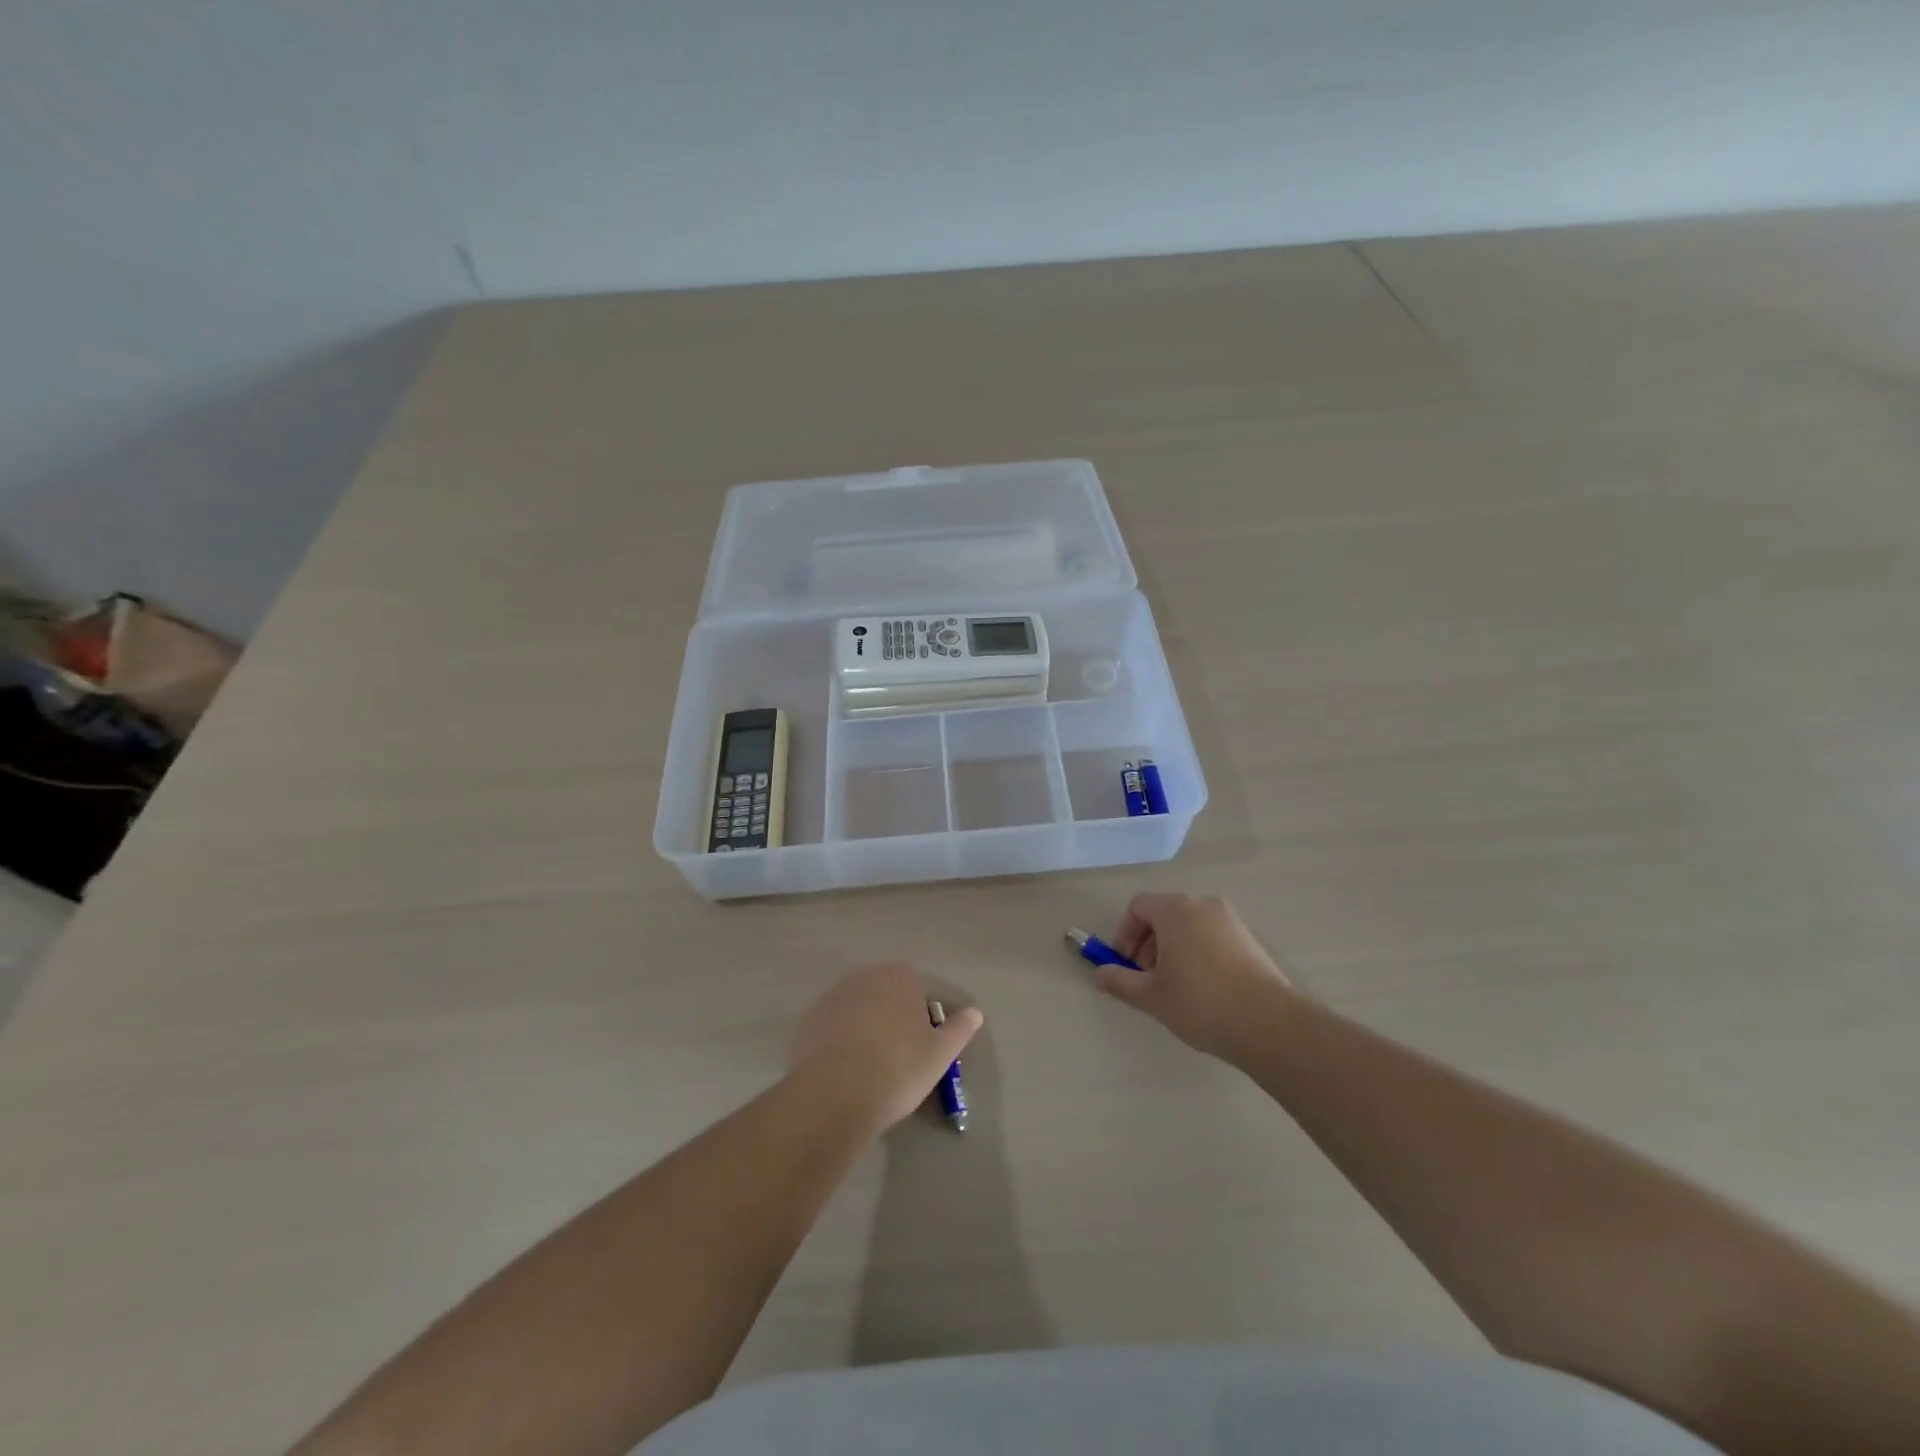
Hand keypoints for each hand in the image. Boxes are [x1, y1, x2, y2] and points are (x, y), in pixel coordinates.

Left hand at [789, 962, 982, 1132]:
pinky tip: (844, 1069)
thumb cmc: (897, 1069)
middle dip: (892, 1015)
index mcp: (899, 976)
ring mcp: (833, 995)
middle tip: (898, 1055)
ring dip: (865, 1026)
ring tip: (869, 1065)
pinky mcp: (809, 1019)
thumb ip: (959, 1029)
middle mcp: (865, 975)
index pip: (917, 986)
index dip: (921, 1014)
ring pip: (858, 1007)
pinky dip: (840, 1039)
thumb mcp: (940, 1054)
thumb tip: (975, 1013)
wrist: (835, 1093)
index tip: (922, 1044)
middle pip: (885, 993)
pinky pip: (833, 1025)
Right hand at [1096, 892, 1295, 1062]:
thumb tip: (1098, 974)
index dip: (1125, 934)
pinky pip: (1211, 937)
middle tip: (1147, 979)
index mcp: (1176, 910)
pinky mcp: (1249, 940)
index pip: (1138, 906)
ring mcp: (1230, 921)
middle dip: (1148, 944)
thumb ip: (1119, 981)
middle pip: (1164, 914)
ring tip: (1174, 987)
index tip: (1125, 965)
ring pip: (1189, 926)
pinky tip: (1203, 990)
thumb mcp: (1151, 996)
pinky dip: (1197, 953)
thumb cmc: (1200, 1003)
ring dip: (1172, 949)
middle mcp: (1203, 905)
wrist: (1269, 1024)